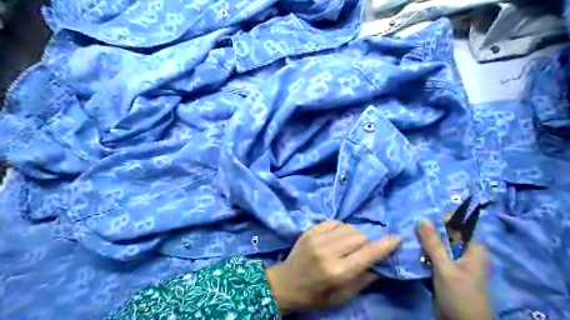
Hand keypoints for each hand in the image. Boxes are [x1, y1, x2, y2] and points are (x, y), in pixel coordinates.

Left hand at [266, 221, 399, 313]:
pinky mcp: (310, 230)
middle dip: (367, 243)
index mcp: (337, 272)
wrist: (286, 283)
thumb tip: (382, 263)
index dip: (385, 245)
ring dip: (354, 235)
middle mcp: (328, 252)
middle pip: (360, 236)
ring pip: (349, 227)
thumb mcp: (342, 296)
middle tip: (361, 252)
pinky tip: (336, 238)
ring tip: (348, 245)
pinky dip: (341, 228)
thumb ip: (364, 279)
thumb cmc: (315, 295)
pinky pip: (335, 222)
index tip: (397, 238)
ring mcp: (317, 238)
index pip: (367, 254)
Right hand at [418, 221, 492, 319]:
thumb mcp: (445, 267)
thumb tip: (422, 219)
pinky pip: (433, 256)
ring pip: (438, 245)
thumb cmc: (459, 295)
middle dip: (429, 231)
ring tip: (408, 238)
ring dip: (424, 242)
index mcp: (473, 249)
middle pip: (446, 234)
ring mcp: (455, 262)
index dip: (442, 219)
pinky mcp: (445, 270)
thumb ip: (433, 243)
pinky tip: (411, 251)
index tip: (423, 219)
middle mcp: (465, 252)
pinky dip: (423, 253)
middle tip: (411, 229)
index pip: (459, 225)